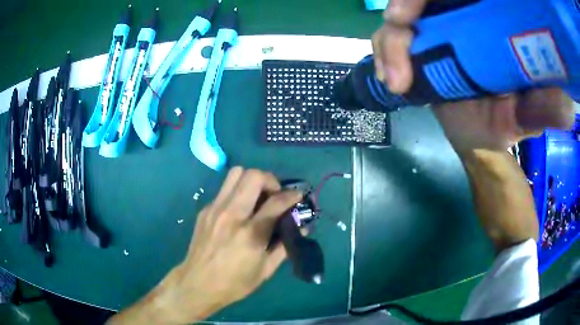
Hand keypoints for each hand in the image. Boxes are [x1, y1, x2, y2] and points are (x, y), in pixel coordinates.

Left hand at [108, 167, 301, 323]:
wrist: (197, 284)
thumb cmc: (235, 283)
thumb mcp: (266, 270)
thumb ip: (285, 245)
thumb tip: (302, 227)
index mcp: (250, 234)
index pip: (276, 202)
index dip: (292, 195)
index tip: (299, 195)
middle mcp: (232, 215)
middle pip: (253, 176)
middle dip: (270, 180)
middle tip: (274, 194)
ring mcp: (215, 209)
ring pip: (236, 173)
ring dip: (251, 180)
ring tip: (257, 197)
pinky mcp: (205, 209)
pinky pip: (225, 188)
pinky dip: (237, 191)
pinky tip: (239, 210)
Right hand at [372, 0, 574, 152]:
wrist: (474, 138)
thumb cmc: (500, 125)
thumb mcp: (523, 118)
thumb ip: (542, 109)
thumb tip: (567, 106)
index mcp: (486, 23)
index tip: (417, 10)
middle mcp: (457, 18)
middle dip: (403, 8)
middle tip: (401, 29)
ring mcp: (434, 30)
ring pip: (398, 15)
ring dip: (390, 40)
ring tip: (397, 80)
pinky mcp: (417, 45)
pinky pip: (389, 35)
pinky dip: (383, 52)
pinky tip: (391, 80)